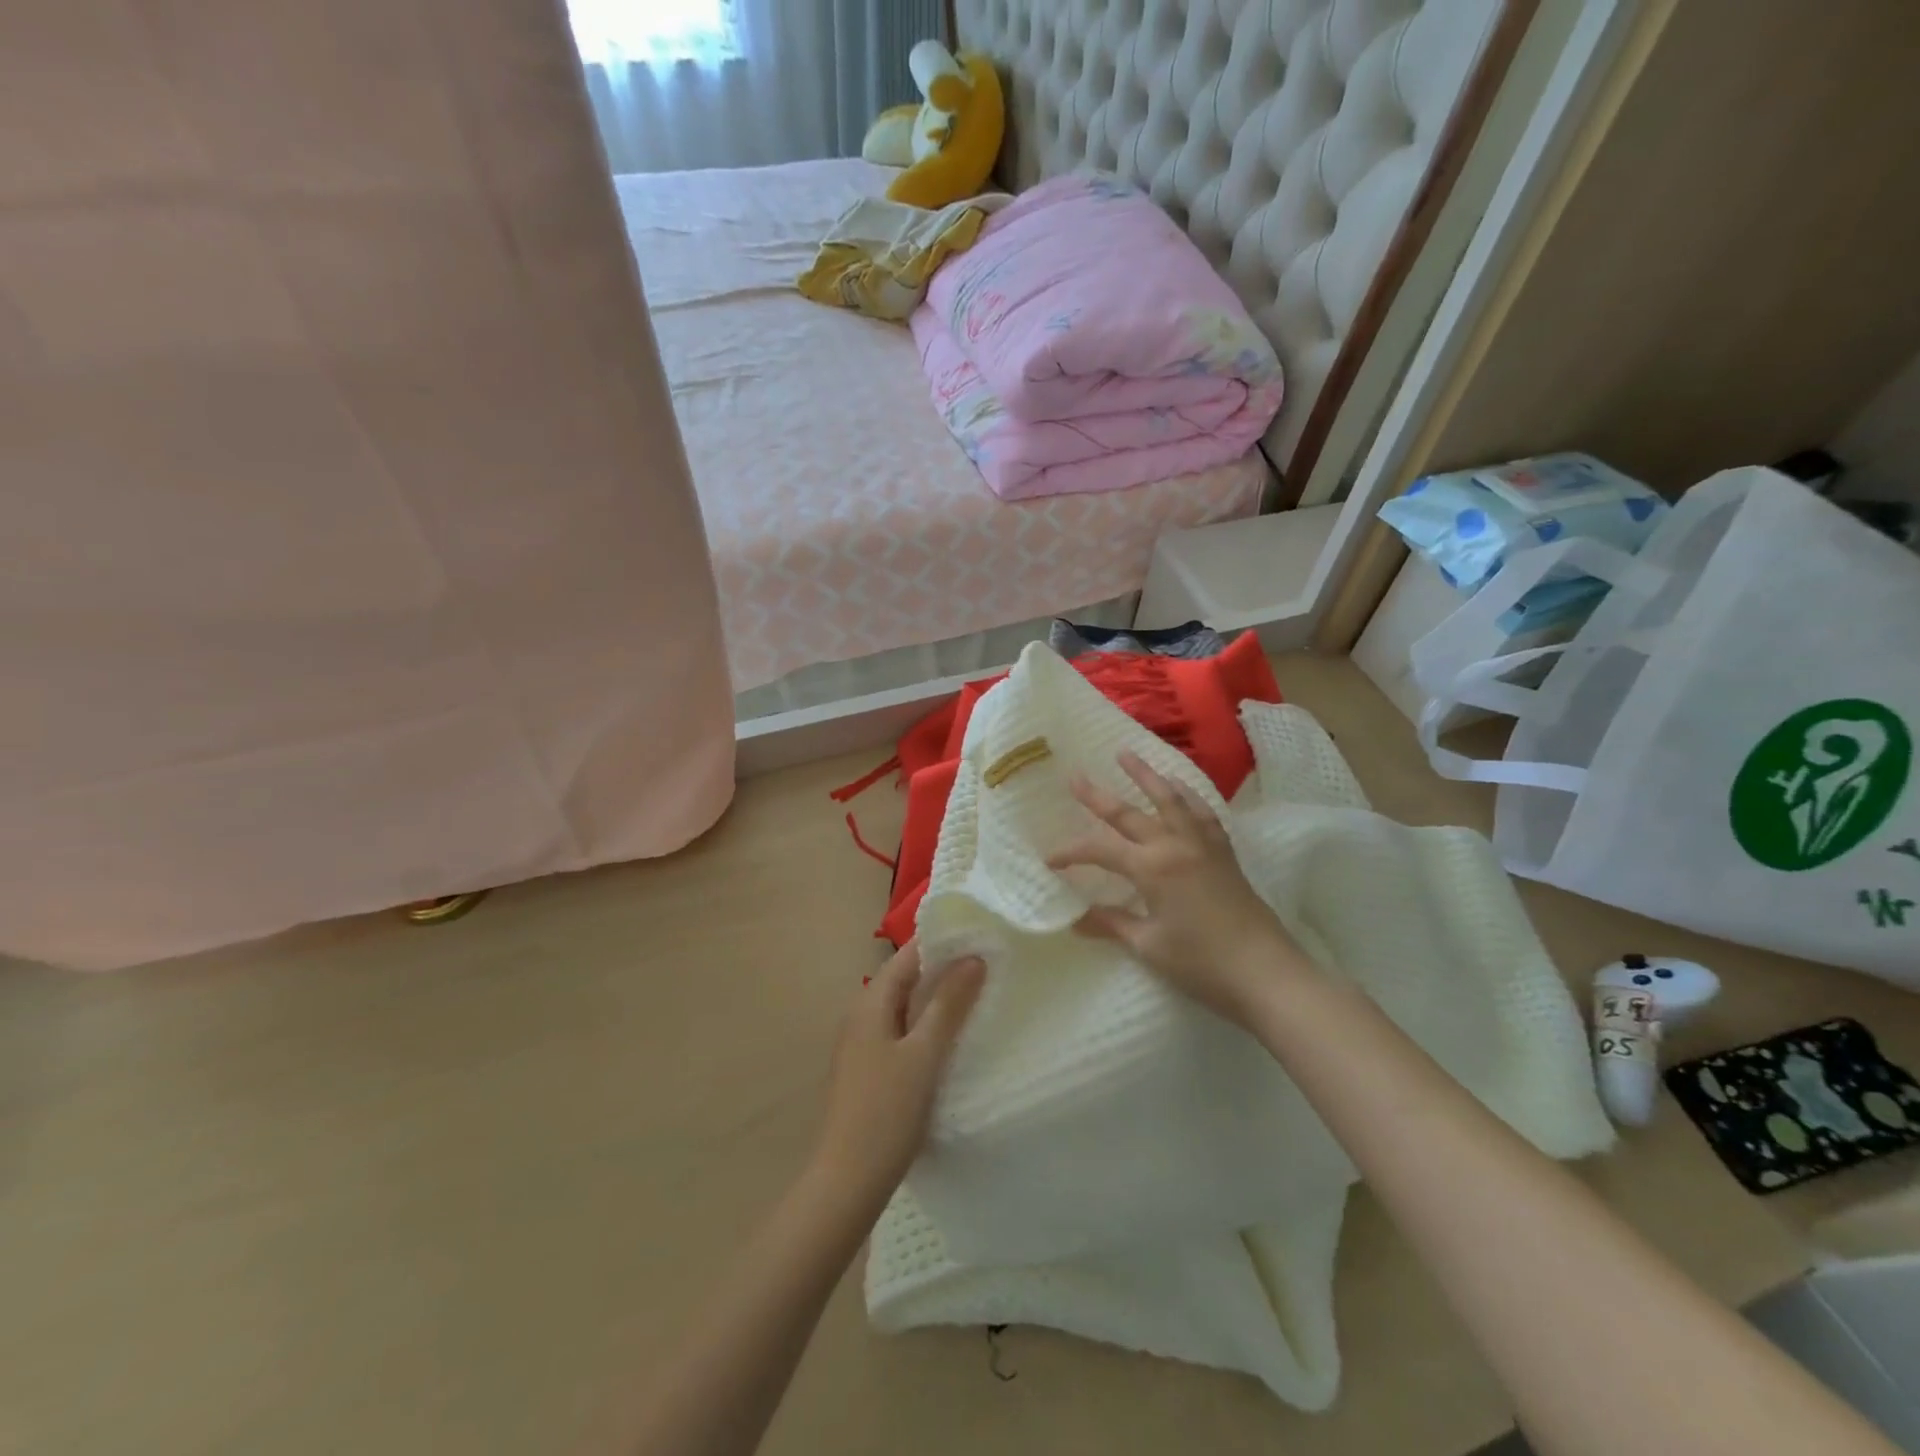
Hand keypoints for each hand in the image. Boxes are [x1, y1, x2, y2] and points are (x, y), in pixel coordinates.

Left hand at [810, 941, 984, 1211]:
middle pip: (906, 978)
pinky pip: (903, 1032)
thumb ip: (948, 1005)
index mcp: (870, 1003)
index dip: (942, 941)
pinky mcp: (871, 1069)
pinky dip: (928, 1025)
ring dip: (938, 999)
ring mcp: (864, 1043)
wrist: (846, 1182)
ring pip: (906, 1007)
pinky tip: (955, 1038)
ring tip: (981, 994)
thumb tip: (973, 957)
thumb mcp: (923, 1055)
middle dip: (945, 969)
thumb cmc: (885, 1113)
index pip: (908, 955)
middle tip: (990, 963)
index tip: (981, 934)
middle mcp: (862, 1015)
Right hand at [1046, 750, 1309, 1027]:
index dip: (1071, 852)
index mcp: (1152, 868)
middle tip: (1075, 777)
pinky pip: (1202, 812)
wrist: (1266, 973)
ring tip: (1127, 754)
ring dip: (1146, 776)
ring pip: (1170, 799)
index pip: (1100, 850)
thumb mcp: (1149, 946)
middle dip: (1098, 796)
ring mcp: (1203, 845)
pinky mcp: (1223, 852)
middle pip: (1129, 813)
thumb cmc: (1202, 963)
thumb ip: (1112, 924)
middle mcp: (1175, 845)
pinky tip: (1180, 788)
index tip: (1049, 859)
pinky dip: (1187, 795)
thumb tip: (1076, 920)